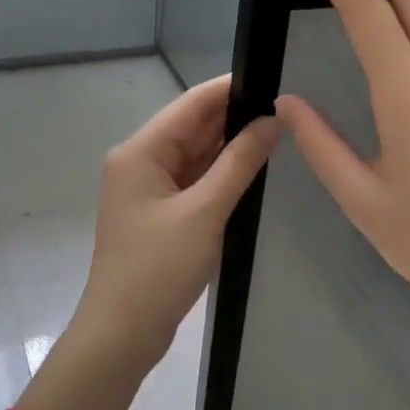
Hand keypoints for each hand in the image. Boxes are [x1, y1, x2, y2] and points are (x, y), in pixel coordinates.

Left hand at [68, 75, 278, 374]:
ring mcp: (148, 189)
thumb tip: (273, 120)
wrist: (122, 333)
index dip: (231, 88)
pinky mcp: (159, 213)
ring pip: (195, 155)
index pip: (191, 105)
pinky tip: (253, 169)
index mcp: (140, 152)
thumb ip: (240, 163)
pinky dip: (220, 175)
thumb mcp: (204, 212)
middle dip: (236, 117)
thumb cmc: (158, 269)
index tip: (275, 76)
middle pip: (193, 127)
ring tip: (279, 132)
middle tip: (288, 108)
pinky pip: (193, 181)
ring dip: (230, 147)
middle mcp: (140, 162)